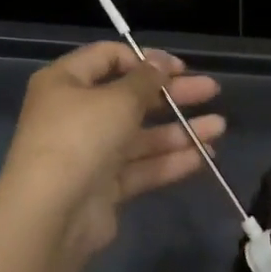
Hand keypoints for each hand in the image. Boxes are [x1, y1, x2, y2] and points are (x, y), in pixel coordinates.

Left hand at [0, 41, 223, 262]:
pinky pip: (140, 167)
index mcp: (65, 82)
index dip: (145, 59)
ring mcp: (88, 153)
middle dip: (172, 95)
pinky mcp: (103, 187)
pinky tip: (204, 157)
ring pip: (140, 136)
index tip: (179, 68)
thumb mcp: (118, 99)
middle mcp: (74, 114)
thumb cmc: (80, 137)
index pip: (107, 58)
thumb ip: (146, 80)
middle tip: (211, 91)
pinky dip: (169, 161)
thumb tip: (161, 63)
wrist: (51, 213)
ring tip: (219, 128)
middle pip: (130, 97)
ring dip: (179, 130)